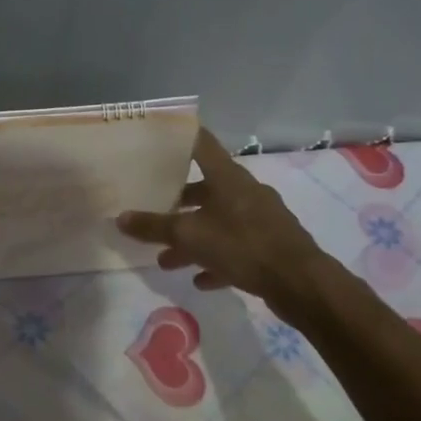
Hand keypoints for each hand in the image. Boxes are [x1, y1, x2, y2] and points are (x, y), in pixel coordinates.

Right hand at [118, 128, 328, 313]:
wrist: (300, 282)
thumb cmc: (243, 245)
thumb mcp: (190, 236)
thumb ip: (154, 227)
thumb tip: (120, 218)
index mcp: (227, 177)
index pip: (200, 143)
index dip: (179, 137)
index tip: (157, 139)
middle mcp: (244, 191)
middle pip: (205, 188)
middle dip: (178, 203)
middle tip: (153, 211)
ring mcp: (260, 218)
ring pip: (218, 221)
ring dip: (193, 238)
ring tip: (166, 260)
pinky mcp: (270, 245)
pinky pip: (236, 247)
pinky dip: (216, 259)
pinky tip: (200, 279)